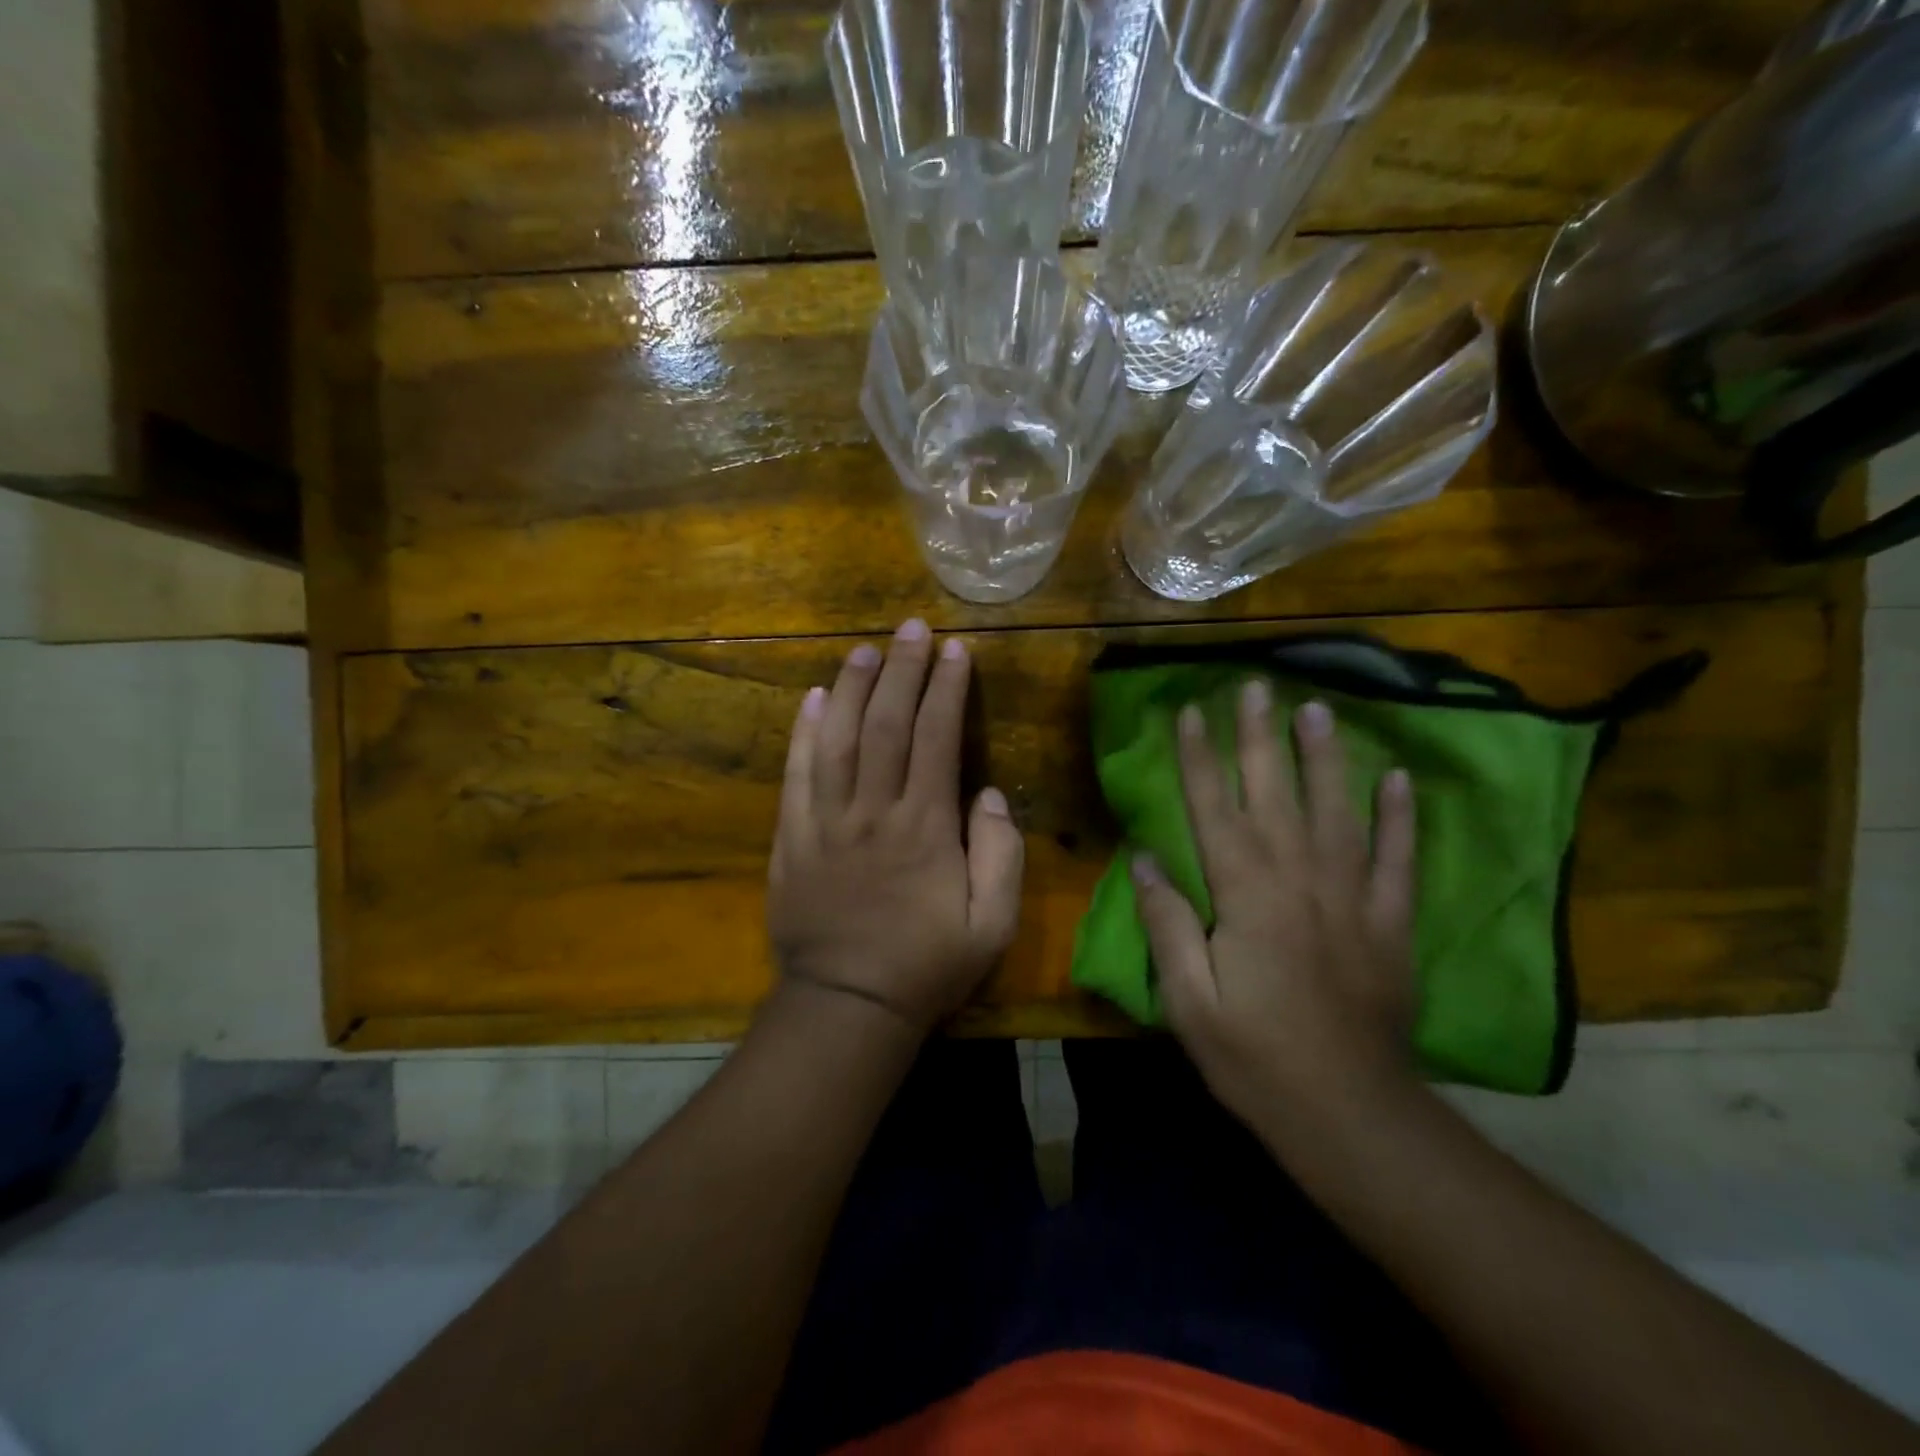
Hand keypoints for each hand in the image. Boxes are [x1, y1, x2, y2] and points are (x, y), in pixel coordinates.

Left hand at [767, 619, 1025, 1033]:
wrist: (848, 1006)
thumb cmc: (926, 966)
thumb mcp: (992, 925)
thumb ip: (999, 854)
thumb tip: (986, 793)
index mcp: (925, 828)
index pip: (936, 738)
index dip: (945, 689)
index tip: (954, 651)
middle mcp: (873, 812)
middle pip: (885, 724)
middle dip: (900, 670)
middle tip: (910, 627)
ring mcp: (825, 822)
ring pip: (836, 738)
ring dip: (850, 687)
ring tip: (863, 648)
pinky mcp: (791, 838)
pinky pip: (796, 775)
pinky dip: (803, 733)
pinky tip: (811, 698)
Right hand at [1132, 681, 1418, 1125]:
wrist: (1349, 1115)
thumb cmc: (1253, 1057)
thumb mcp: (1188, 999)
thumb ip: (1167, 923)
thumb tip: (1145, 858)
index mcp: (1244, 896)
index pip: (1214, 810)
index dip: (1199, 759)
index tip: (1190, 712)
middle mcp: (1299, 880)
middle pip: (1275, 795)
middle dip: (1260, 737)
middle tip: (1257, 685)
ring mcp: (1351, 898)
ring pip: (1337, 811)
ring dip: (1325, 757)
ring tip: (1319, 709)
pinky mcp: (1390, 924)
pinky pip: (1397, 859)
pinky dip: (1399, 818)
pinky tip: (1398, 779)